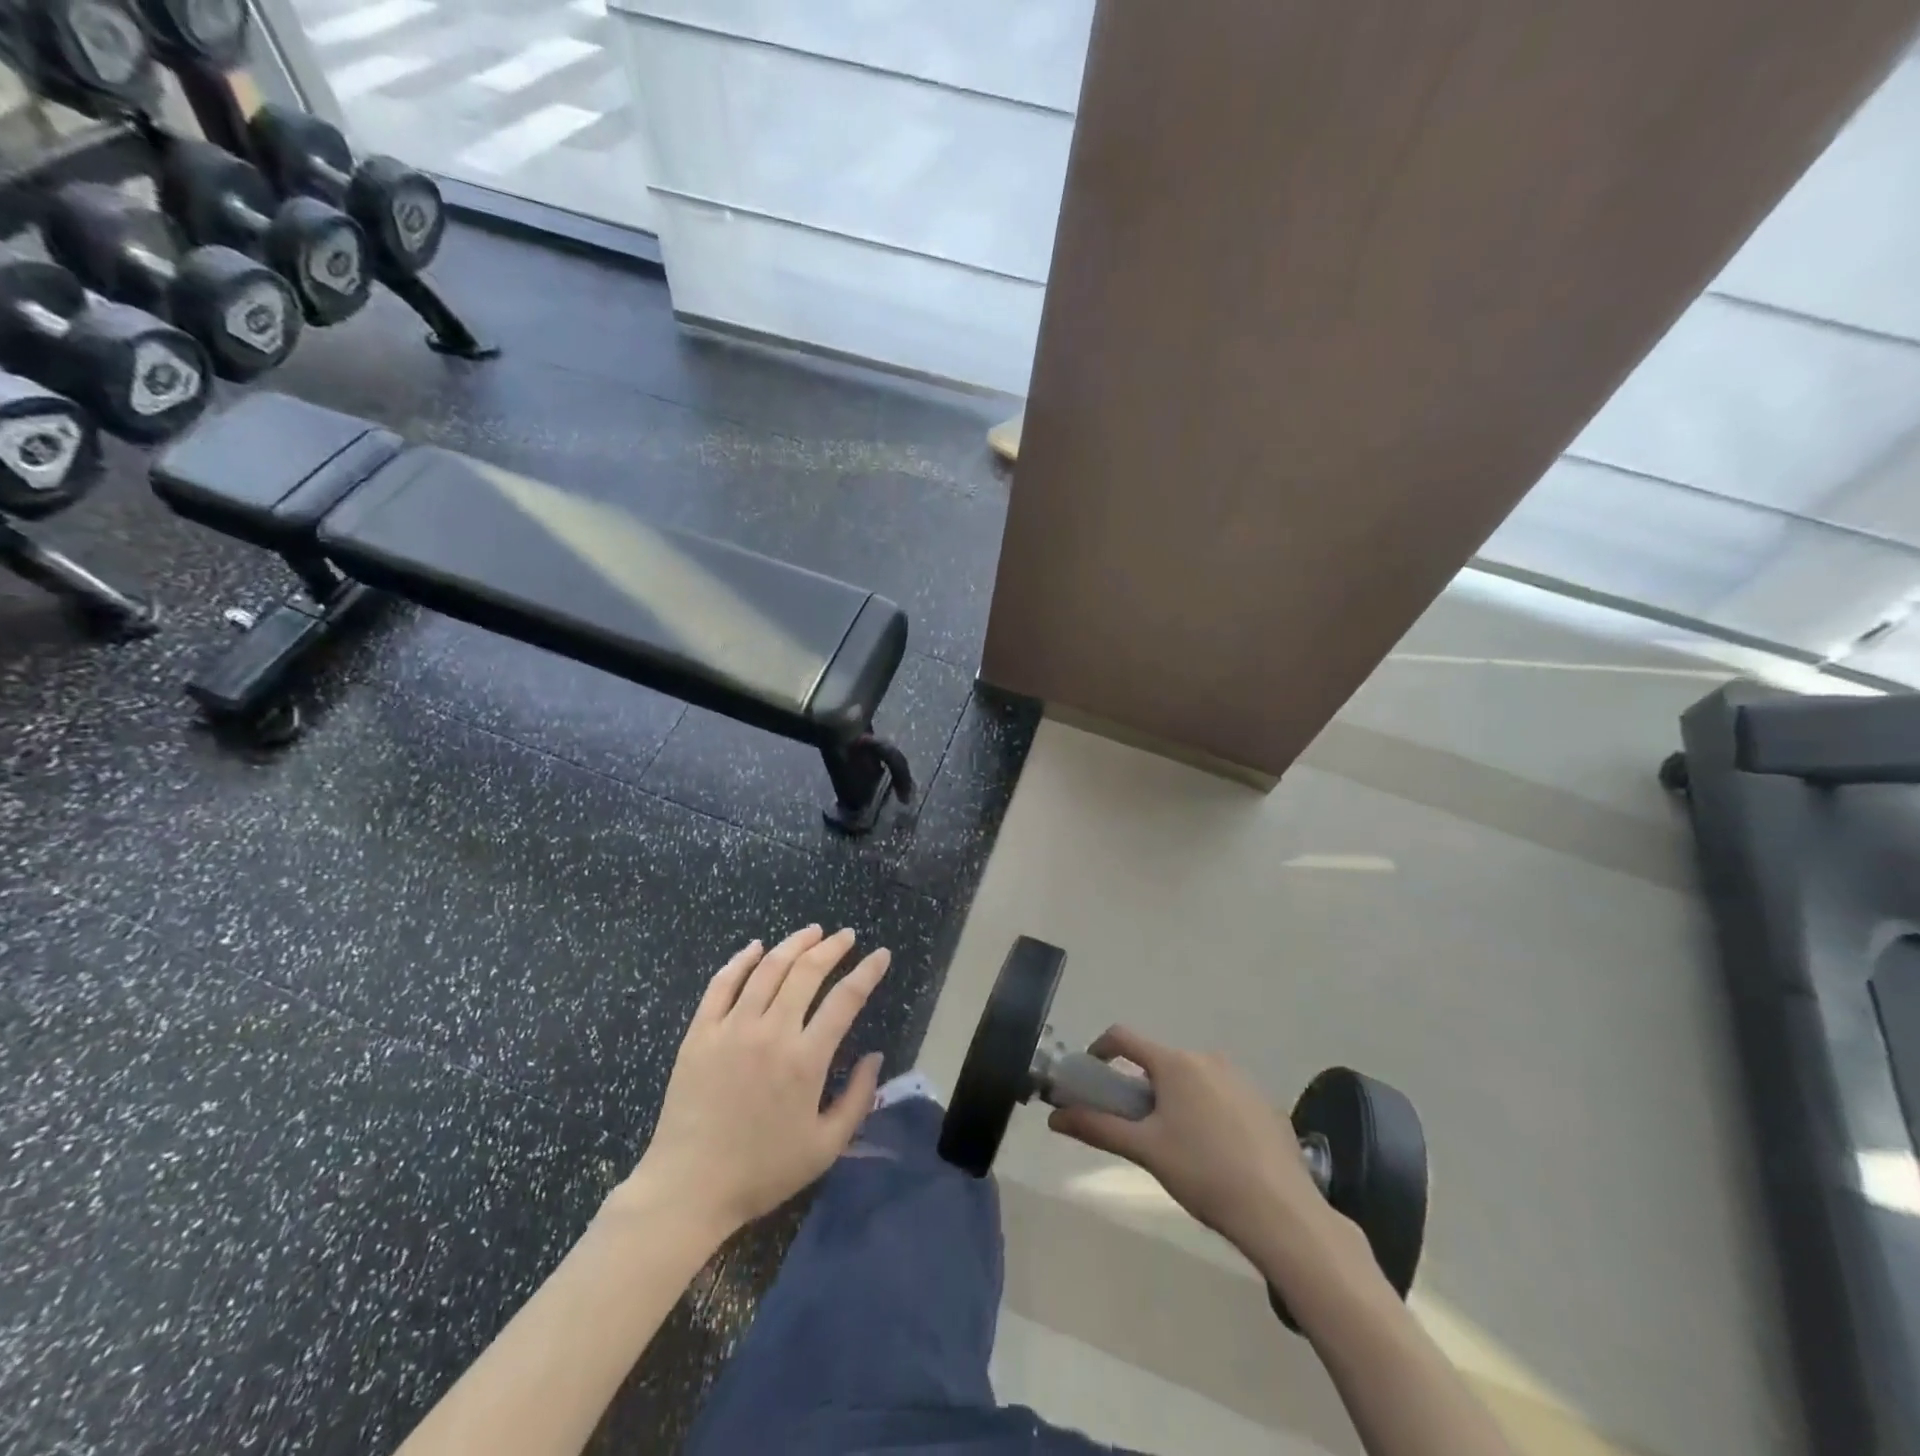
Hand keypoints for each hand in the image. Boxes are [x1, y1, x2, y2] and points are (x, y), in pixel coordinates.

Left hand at [623, 926, 888, 1233]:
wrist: (688, 1189)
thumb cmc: (762, 1171)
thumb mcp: (825, 1147)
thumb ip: (858, 1099)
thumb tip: (875, 1056)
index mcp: (805, 1060)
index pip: (846, 999)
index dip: (868, 971)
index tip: (881, 954)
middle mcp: (771, 1032)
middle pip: (807, 971)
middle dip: (832, 947)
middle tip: (846, 936)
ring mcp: (731, 1028)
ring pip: (767, 968)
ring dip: (794, 943)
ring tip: (812, 932)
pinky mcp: (700, 1033)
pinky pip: (722, 984)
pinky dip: (741, 960)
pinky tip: (755, 947)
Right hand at [1048, 1027, 1355, 1268]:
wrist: (1282, 1213)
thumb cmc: (1203, 1174)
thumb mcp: (1145, 1151)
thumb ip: (1097, 1128)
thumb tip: (1054, 1118)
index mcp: (1175, 1062)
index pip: (1124, 1037)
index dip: (1100, 1049)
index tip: (1091, 1074)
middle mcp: (1207, 1058)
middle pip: (1160, 1061)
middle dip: (1142, 1086)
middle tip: (1137, 1125)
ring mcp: (1241, 1079)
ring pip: (1193, 1079)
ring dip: (1176, 1099)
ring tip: (1178, 1145)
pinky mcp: (1265, 1103)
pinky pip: (1223, 1096)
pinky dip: (1208, 1112)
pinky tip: (1216, 1154)